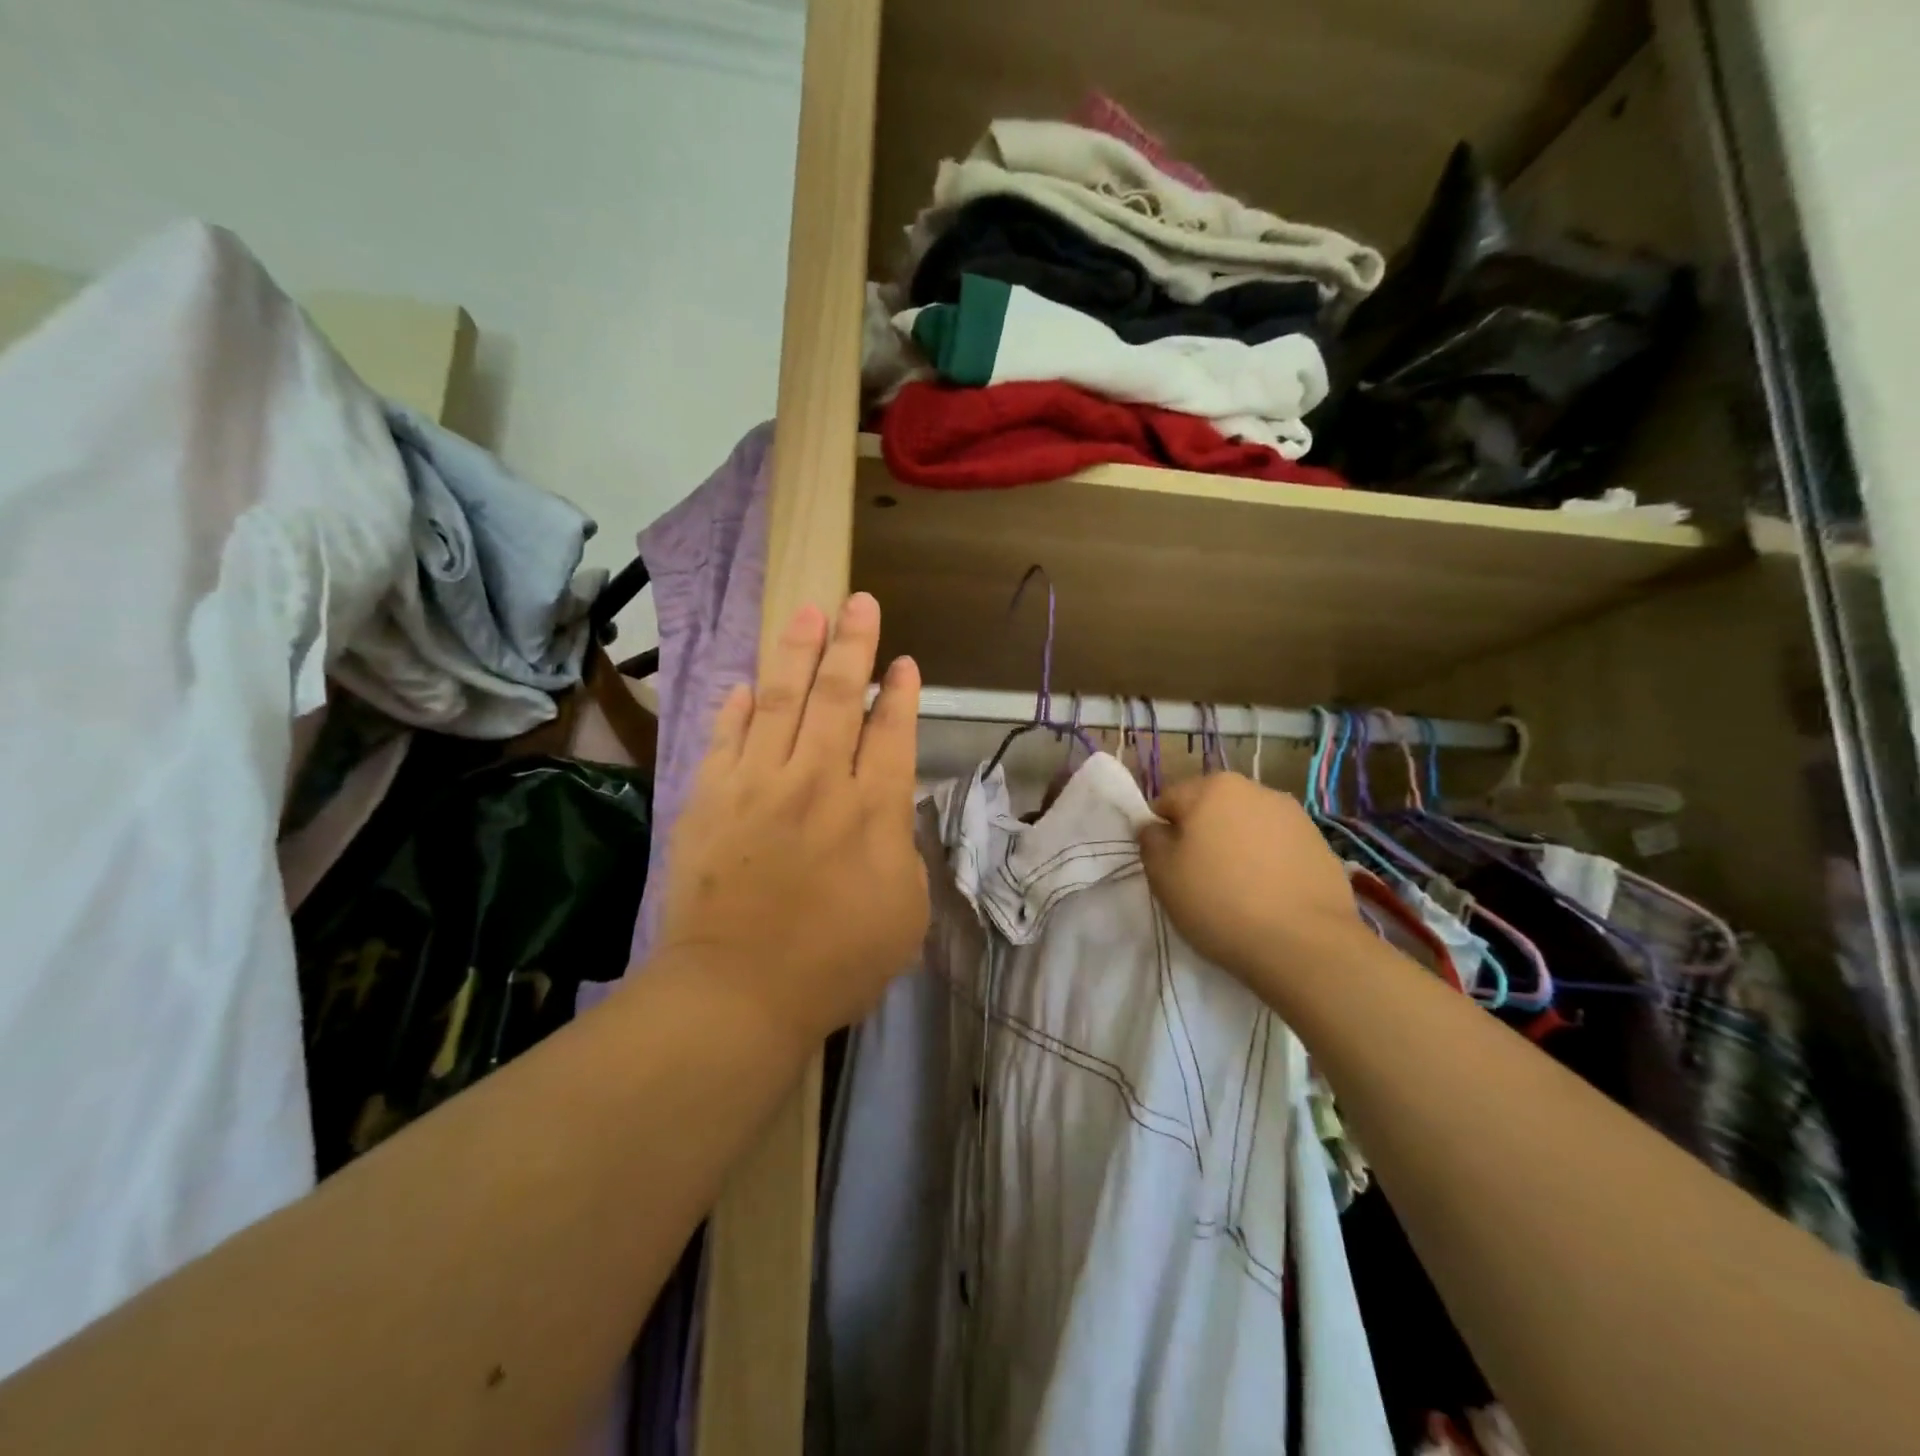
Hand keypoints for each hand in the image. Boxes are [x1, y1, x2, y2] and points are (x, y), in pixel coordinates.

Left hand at [657, 593, 928, 1055]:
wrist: (737, 992)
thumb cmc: (835, 962)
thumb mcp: (904, 912)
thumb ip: (901, 851)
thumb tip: (886, 813)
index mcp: (873, 809)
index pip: (892, 732)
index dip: (901, 693)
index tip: (905, 662)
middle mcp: (818, 780)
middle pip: (838, 696)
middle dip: (852, 645)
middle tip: (858, 602)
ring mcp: (758, 784)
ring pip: (782, 701)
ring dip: (796, 653)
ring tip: (806, 613)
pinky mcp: (710, 798)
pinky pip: (727, 738)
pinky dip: (738, 708)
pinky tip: (746, 684)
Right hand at [1137, 773, 1357, 985]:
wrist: (1305, 945)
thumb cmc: (1219, 902)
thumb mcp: (1162, 875)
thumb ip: (1150, 841)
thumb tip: (1156, 827)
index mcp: (1213, 788)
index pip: (1169, 801)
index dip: (1162, 834)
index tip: (1167, 867)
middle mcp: (1255, 790)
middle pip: (1211, 810)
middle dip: (1202, 836)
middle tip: (1199, 879)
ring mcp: (1294, 816)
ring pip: (1247, 828)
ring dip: (1237, 848)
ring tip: (1238, 891)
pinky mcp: (1320, 845)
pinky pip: (1278, 849)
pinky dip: (1268, 864)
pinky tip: (1268, 897)